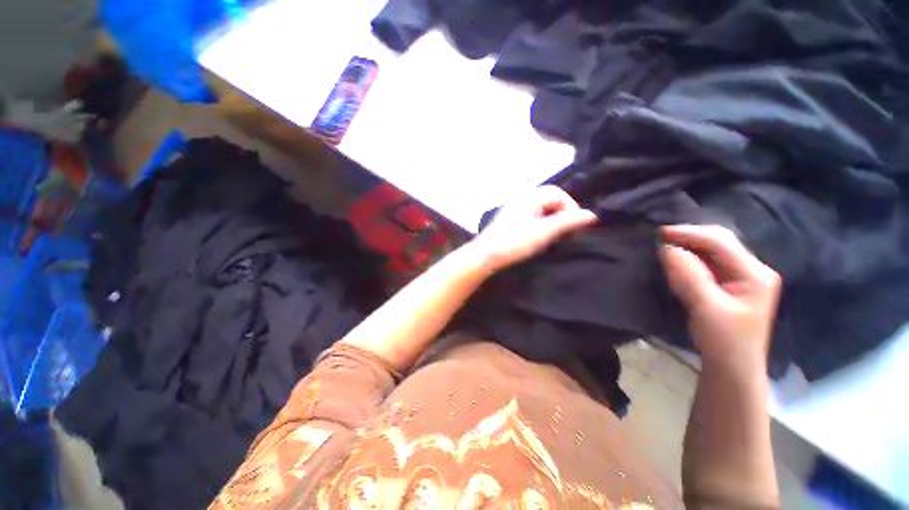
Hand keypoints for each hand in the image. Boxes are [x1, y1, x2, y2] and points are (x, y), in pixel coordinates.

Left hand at [472, 185, 597, 271]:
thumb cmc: (514, 242)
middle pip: (549, 199)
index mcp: (529, 197)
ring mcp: (515, 210)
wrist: (485, 256)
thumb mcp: (543, 232)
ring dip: (552, 220)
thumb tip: (592, 215)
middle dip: (561, 214)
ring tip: (554, 236)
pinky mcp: (511, 221)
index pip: (557, 193)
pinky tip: (540, 238)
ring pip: (541, 209)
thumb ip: (567, 222)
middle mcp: (521, 199)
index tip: (574, 226)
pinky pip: (532, 217)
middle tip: (565, 232)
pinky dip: (541, 225)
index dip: (570, 207)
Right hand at [659, 225, 780, 370]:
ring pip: (712, 250)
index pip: (720, 242)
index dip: (689, 234)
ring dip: (688, 245)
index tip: (659, 232)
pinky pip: (706, 262)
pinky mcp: (728, 284)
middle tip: (660, 237)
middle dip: (689, 236)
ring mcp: (741, 276)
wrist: (732, 368)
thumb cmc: (724, 341)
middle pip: (719, 241)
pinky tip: (675, 258)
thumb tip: (666, 247)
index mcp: (754, 273)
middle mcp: (751, 269)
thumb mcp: (706, 308)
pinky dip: (689, 257)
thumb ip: (688, 275)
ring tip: (664, 244)